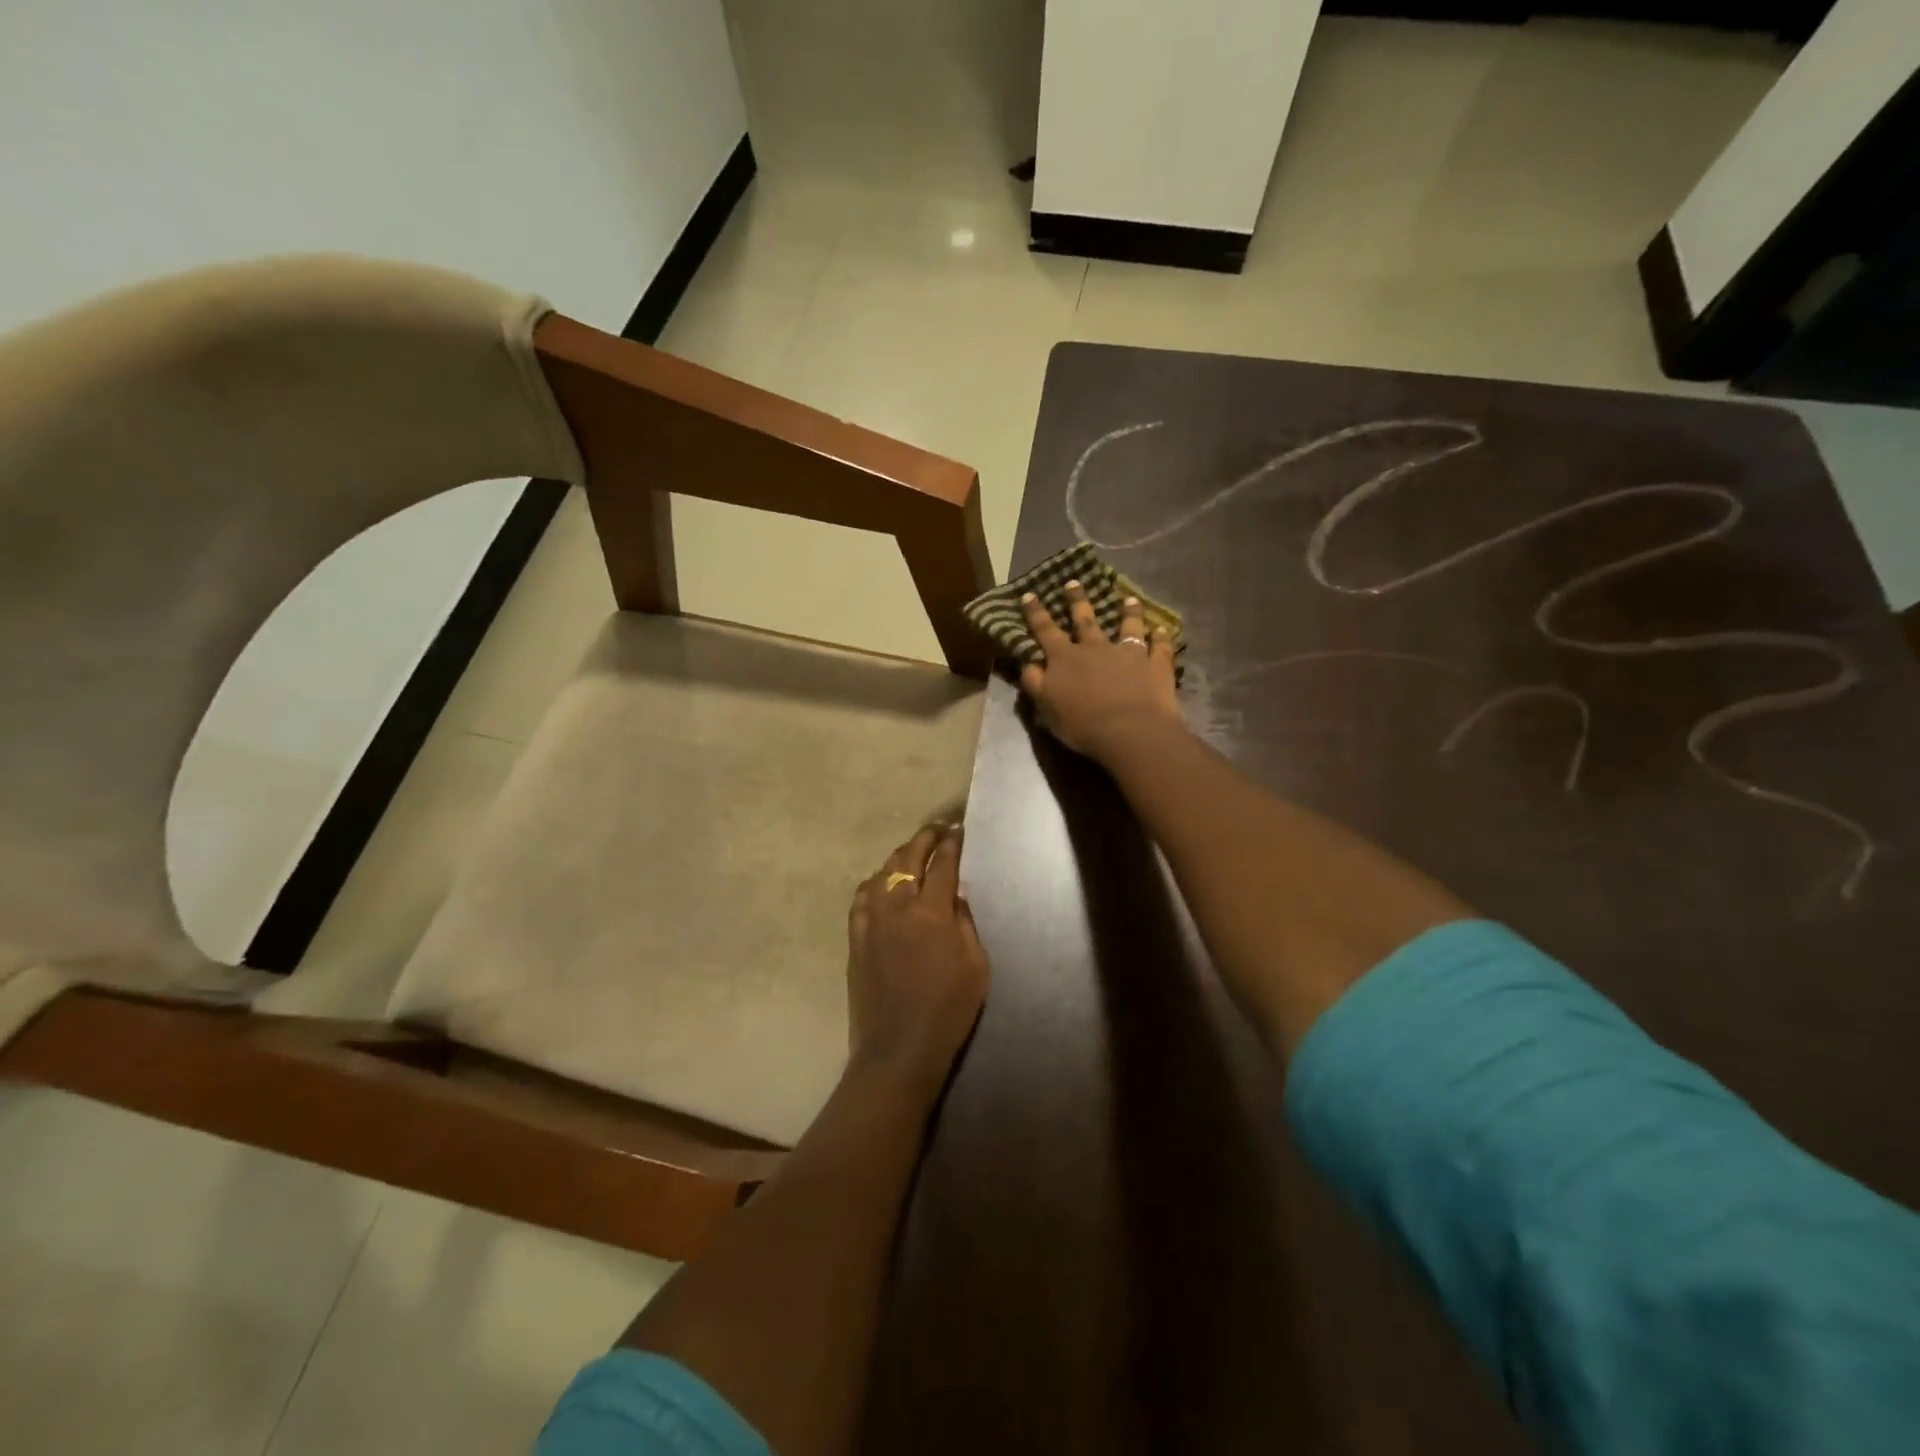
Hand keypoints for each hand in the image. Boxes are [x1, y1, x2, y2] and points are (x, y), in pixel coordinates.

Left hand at [847, 826, 989, 1085]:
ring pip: (882, 872)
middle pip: (908, 858)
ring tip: (912, 854)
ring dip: (899, 857)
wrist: (898, 1049)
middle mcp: (897, 906)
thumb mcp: (976, 965)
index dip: (952, 844)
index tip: (959, 831)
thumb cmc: (948, 1009)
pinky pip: (862, 897)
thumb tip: (956, 897)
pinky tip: (881, 883)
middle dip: (924, 839)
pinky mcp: (855, 937)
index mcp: (931, 911)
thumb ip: (966, 923)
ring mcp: (871, 920)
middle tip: (937, 831)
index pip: (943, 864)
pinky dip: (875, 882)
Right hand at [1018, 580, 1181, 761]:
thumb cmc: (1082, 724)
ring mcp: (1128, 653)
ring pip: (1128, 626)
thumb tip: (1028, 663)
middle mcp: (1095, 648)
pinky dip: (1162, 638)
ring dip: (1128, 612)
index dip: (1036, 613)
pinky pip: (1160, 647)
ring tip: (1129, 599)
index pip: (1045, 630)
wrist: (1129, 731)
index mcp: (1065, 658)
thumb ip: (1035, 683)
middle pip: (1085, 619)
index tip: (1030, 594)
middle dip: (1077, 600)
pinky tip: (1163, 630)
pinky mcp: (1155, 664)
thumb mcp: (1046, 707)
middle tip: (1074, 582)